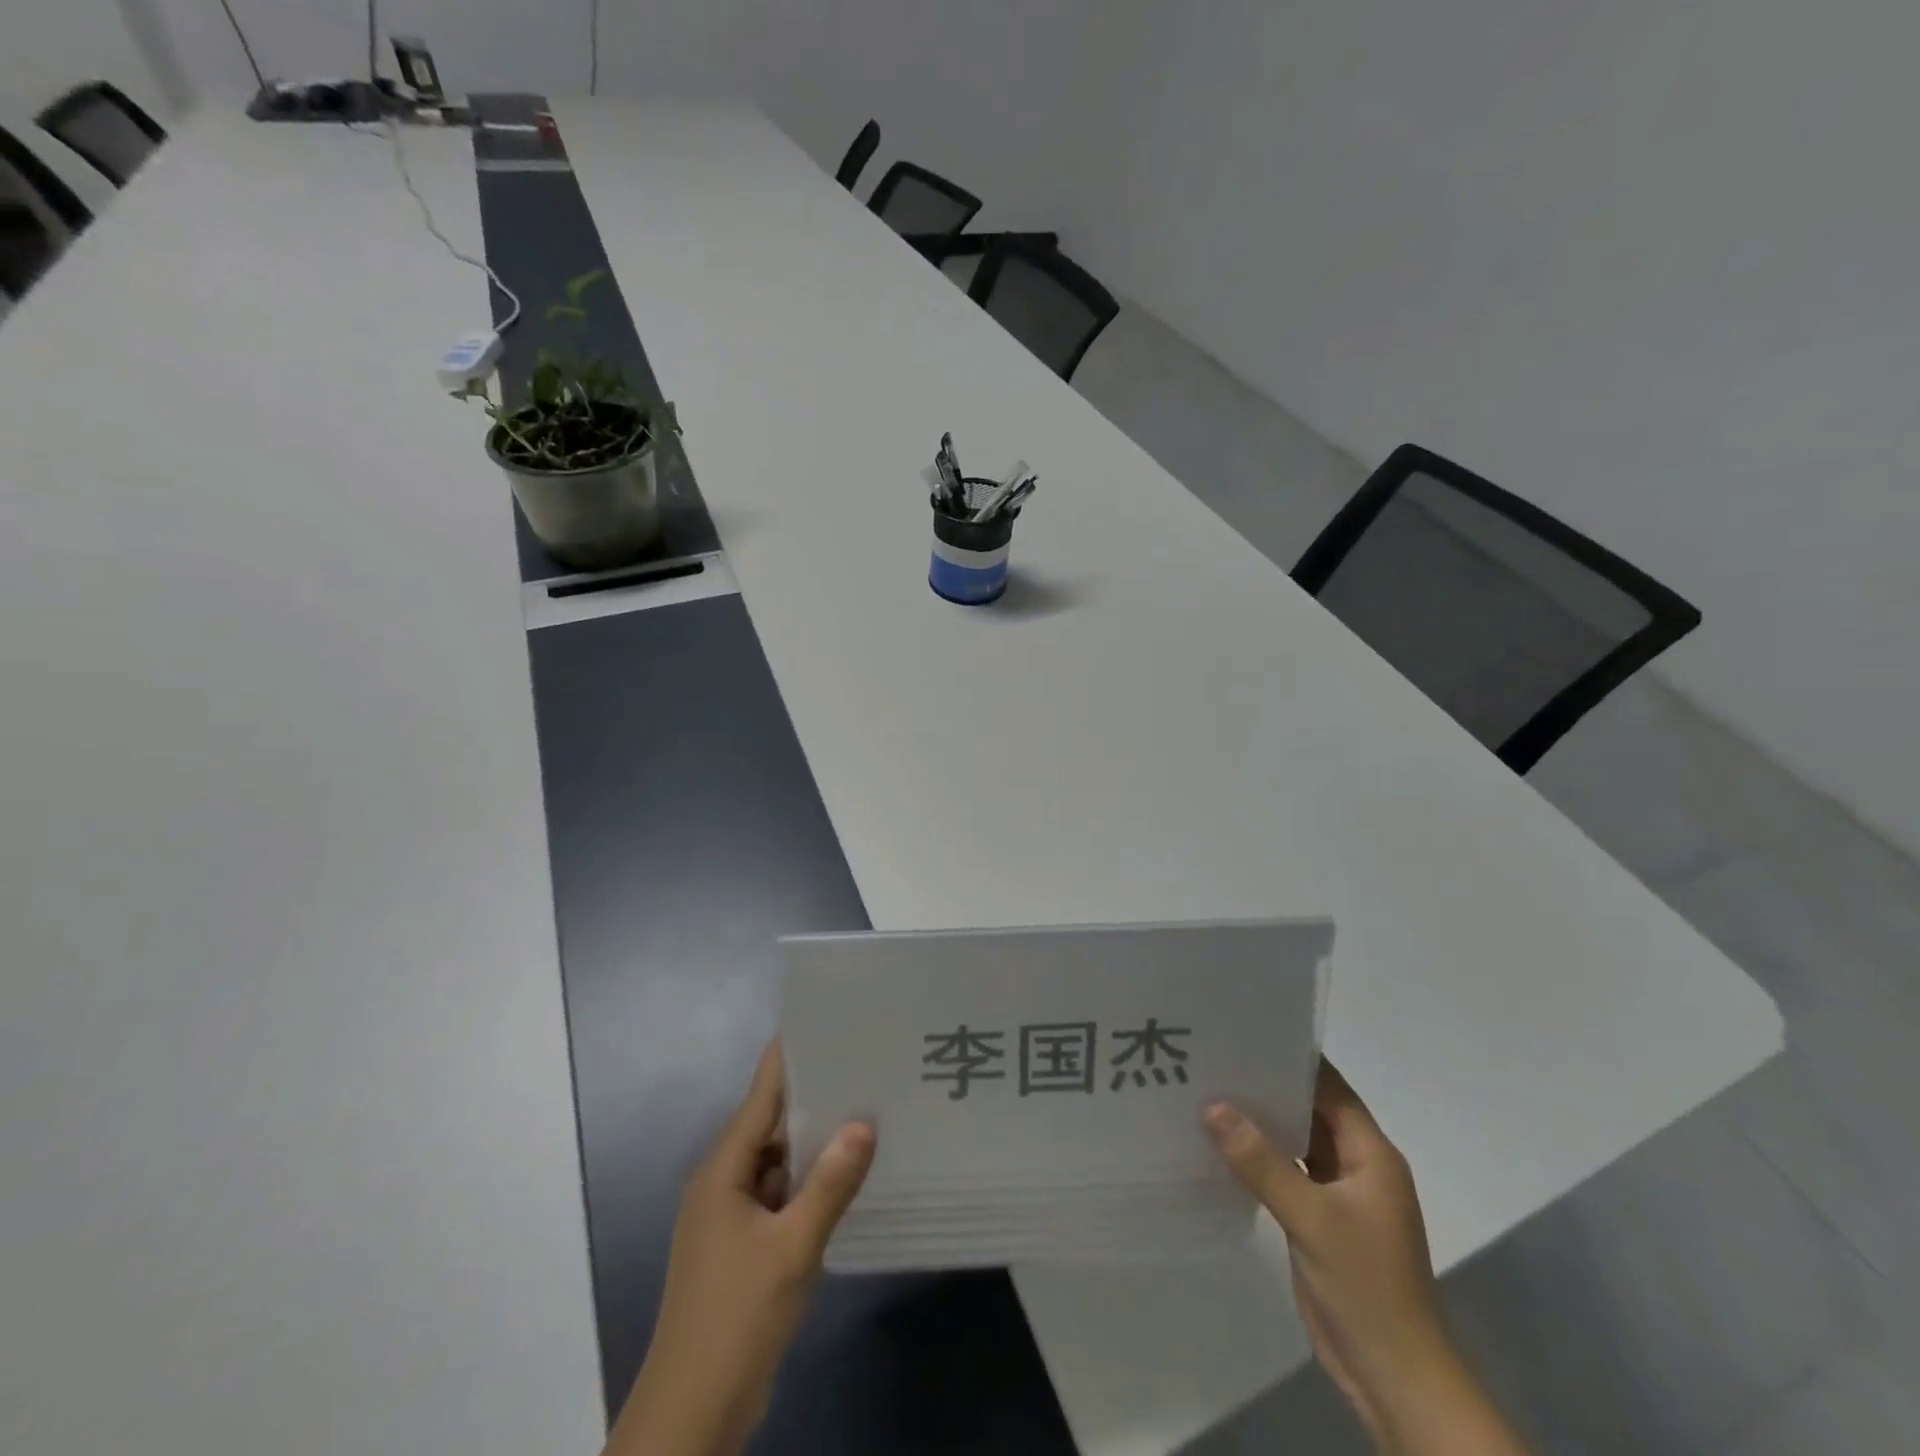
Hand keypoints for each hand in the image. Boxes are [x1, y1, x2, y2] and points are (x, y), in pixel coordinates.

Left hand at [609, 1039, 875, 1455]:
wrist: (693, 1414)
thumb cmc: (736, 1318)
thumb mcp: (792, 1248)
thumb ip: (830, 1184)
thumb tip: (864, 1124)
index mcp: (723, 1171)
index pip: (760, 1096)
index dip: (788, 1058)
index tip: (821, 1021)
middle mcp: (724, 1183)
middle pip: (770, 1125)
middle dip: (813, 1096)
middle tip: (862, 1063)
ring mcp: (732, 1217)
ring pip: (778, 1162)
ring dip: (814, 1142)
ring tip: (865, 1108)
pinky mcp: (745, 1246)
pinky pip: (781, 1195)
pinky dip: (810, 1181)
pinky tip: (847, 1174)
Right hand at [1205, 1060, 1446, 1441]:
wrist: (1394, 1376)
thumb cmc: (1366, 1287)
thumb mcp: (1311, 1218)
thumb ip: (1261, 1161)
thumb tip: (1212, 1105)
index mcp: (1371, 1153)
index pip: (1329, 1087)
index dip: (1292, 1058)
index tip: (1245, 1032)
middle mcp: (1357, 1164)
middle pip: (1311, 1109)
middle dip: (1268, 1085)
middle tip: (1215, 1056)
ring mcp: (1339, 1194)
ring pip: (1297, 1140)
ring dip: (1262, 1120)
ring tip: (1210, 1088)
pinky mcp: (1320, 1219)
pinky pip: (1288, 1171)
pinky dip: (1261, 1155)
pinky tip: (1222, 1142)